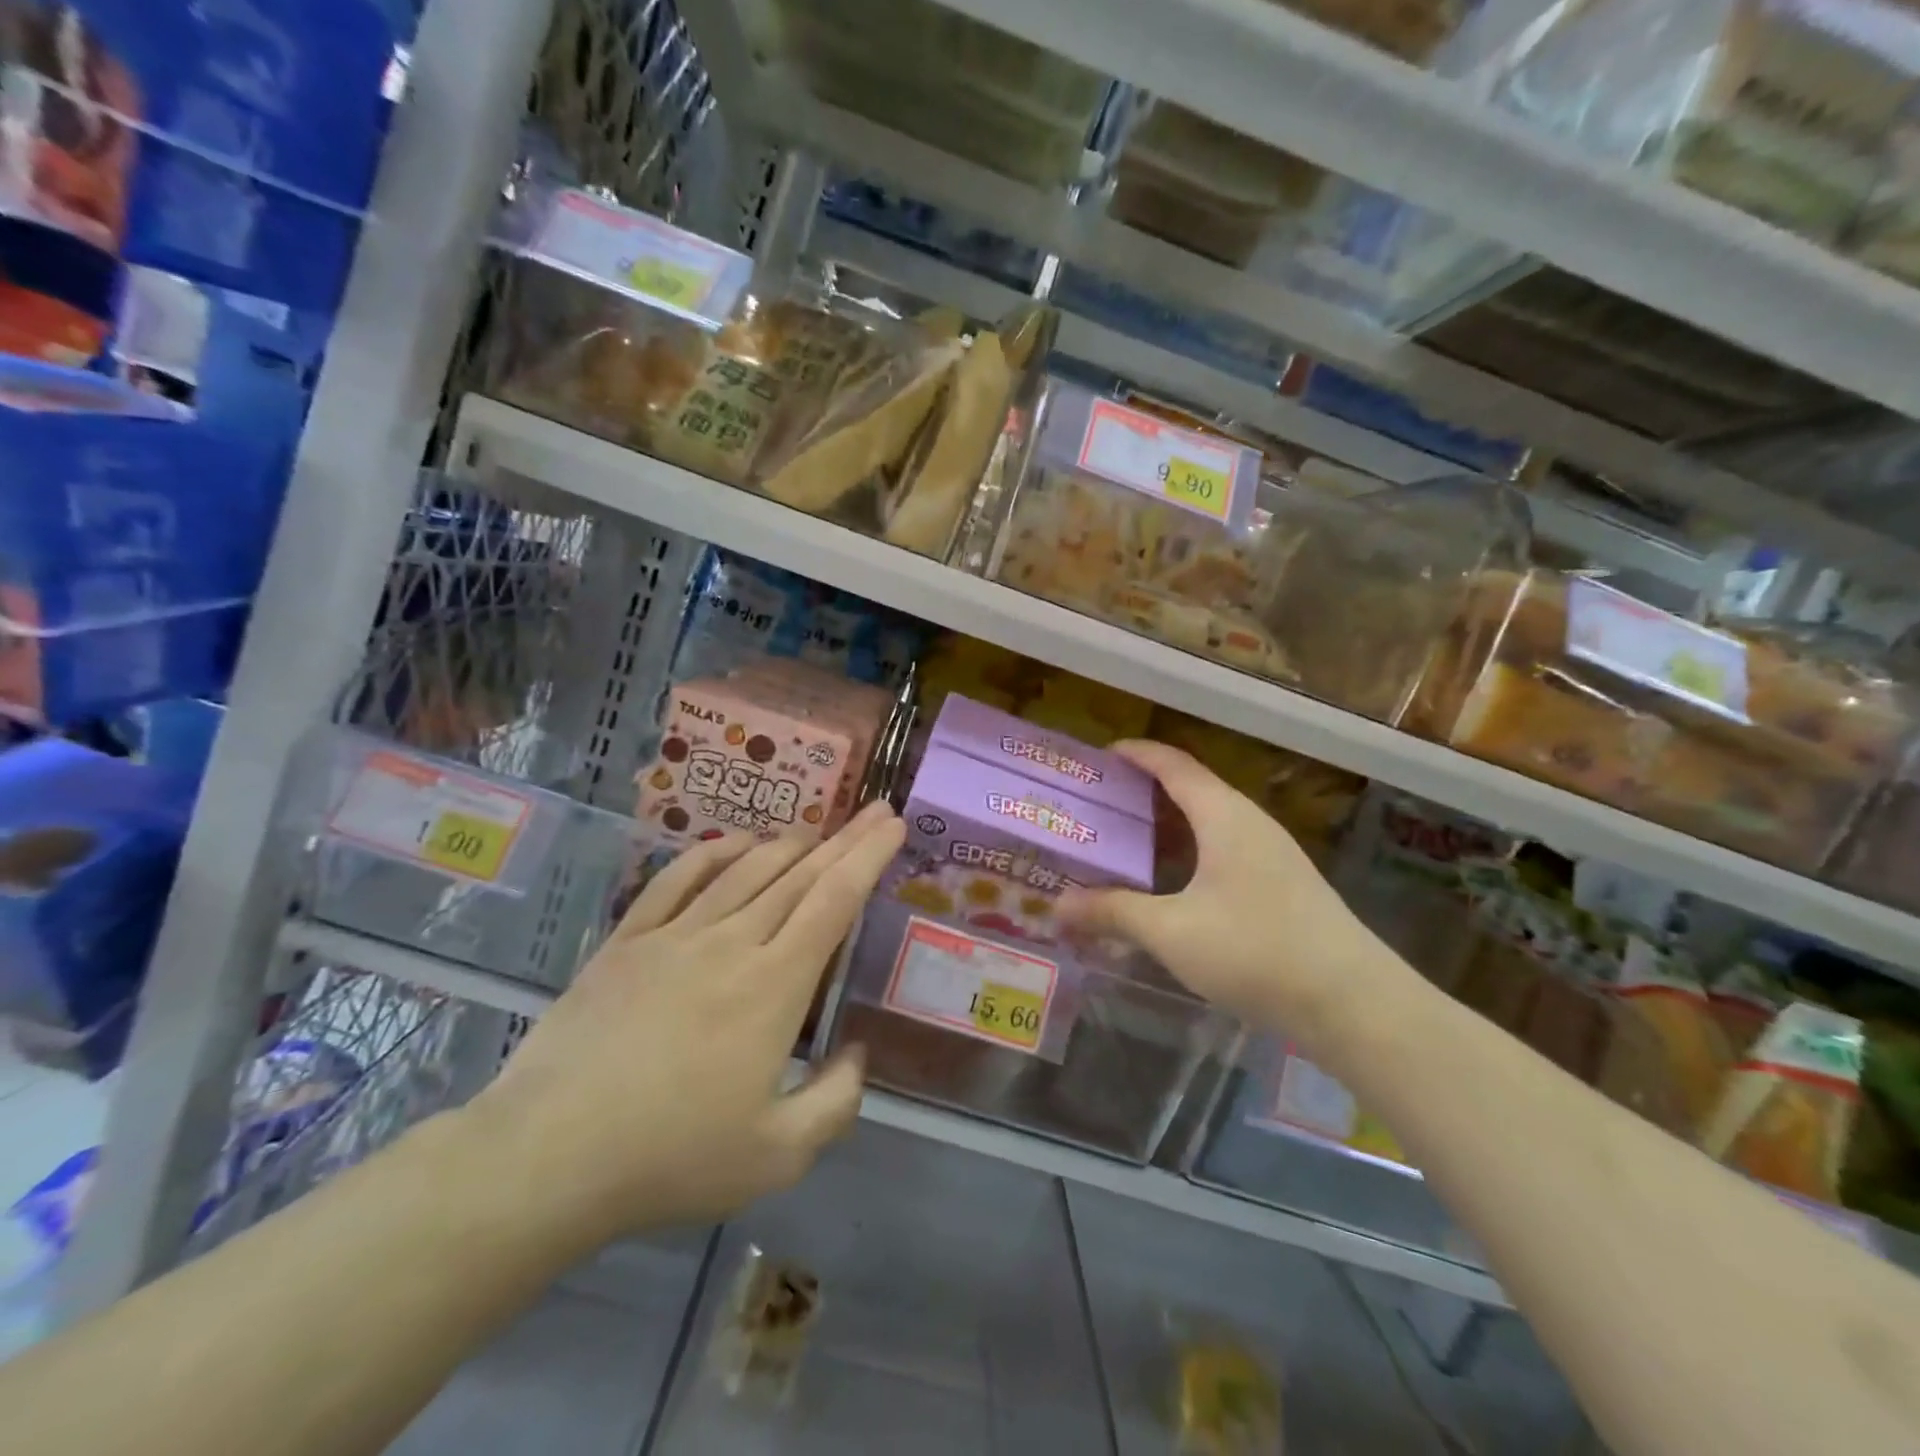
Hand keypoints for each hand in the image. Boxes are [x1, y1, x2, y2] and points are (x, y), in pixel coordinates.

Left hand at [462, 802, 905, 1250]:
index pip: (834, 900)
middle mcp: (732, 942)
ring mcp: (675, 935)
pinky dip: (714, 852)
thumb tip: (857, 1053)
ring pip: (745, 870)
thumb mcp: (778, 1156)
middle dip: (844, 840)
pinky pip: (677, 879)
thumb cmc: (672, 1158)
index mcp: (775, 985)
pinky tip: (736, 843)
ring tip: (816, 833)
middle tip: (873, 811)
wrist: (548, 1156)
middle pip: (799, 875)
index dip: (868, 856)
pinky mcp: (628, 941)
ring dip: (788, 845)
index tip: (893, 824)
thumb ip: (836, 1102)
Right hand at [1060, 741, 1400, 1052]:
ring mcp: (1270, 855)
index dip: (1134, 754)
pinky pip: (1221, 853)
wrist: (1355, 1004)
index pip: (1172, 764)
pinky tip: (1167, 890)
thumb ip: (1112, 912)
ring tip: (1122, 847)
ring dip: (1164, 830)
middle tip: (1096, 809)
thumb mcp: (1171, 931)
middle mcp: (1248, 824)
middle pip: (1189, 791)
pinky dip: (1186, 857)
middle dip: (1140, 795)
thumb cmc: (1256, 951)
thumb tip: (1058, 905)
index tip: (1097, 757)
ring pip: (1206, 826)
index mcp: (1223, 815)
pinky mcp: (1281, 887)